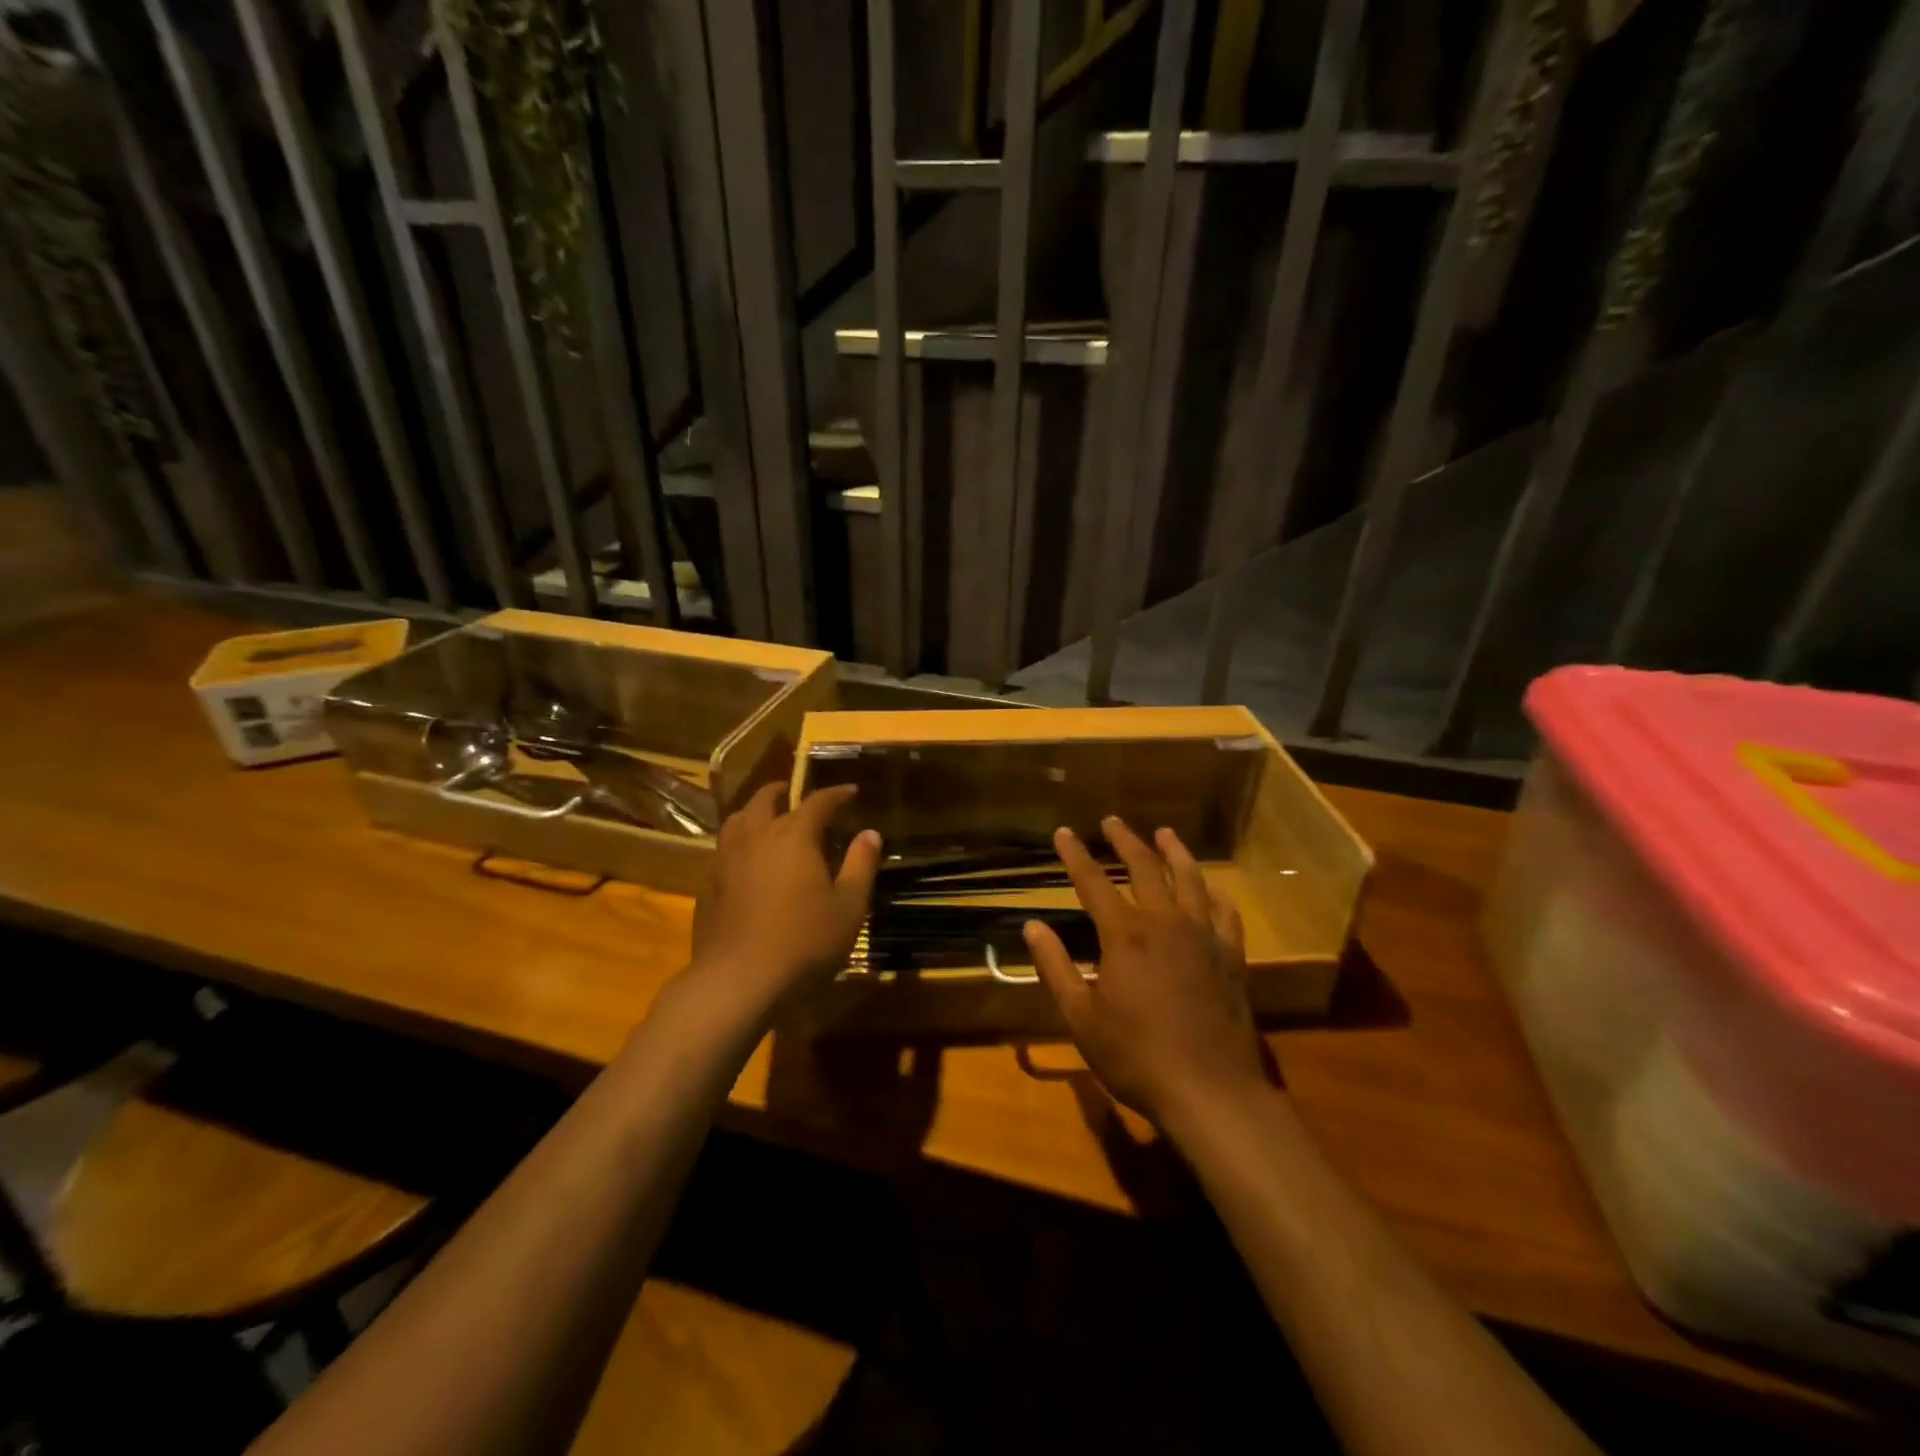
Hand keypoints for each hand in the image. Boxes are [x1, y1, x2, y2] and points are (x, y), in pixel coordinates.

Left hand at [684, 783, 880, 1029]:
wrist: (738, 980)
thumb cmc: (804, 942)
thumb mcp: (849, 907)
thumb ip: (861, 865)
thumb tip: (870, 833)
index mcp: (793, 836)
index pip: (817, 801)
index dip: (835, 794)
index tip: (850, 792)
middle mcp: (756, 837)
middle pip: (764, 799)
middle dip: (782, 791)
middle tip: (794, 793)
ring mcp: (725, 859)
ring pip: (736, 820)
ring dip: (753, 812)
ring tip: (765, 819)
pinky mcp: (707, 884)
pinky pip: (723, 849)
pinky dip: (738, 843)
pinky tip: (745, 862)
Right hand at [1025, 817, 1268, 1129]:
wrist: (1211, 1091)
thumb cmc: (1136, 1057)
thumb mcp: (1081, 1017)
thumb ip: (1056, 967)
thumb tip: (1033, 925)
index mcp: (1125, 935)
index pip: (1093, 881)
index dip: (1075, 855)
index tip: (1063, 832)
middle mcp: (1165, 923)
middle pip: (1144, 868)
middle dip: (1125, 841)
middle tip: (1112, 821)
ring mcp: (1203, 937)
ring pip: (1189, 879)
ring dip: (1174, 852)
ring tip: (1163, 833)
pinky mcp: (1231, 956)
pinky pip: (1224, 913)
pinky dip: (1214, 894)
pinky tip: (1210, 888)